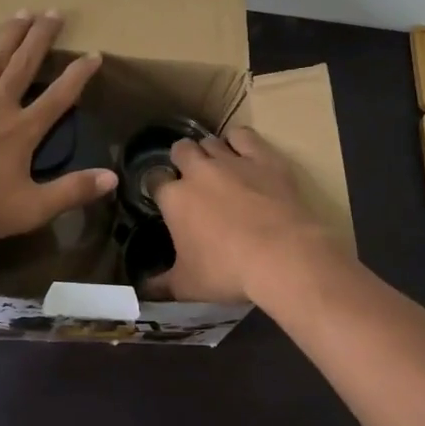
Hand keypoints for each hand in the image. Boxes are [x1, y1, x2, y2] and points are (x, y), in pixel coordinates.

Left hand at [0, 12, 116, 247]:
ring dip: (9, 34)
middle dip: (41, 37)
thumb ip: (71, 191)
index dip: (79, 74)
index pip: (59, 96)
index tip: (94, 54)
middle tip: (54, 12)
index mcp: (22, 130)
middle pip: (24, 64)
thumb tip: (112, 177)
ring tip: (23, 12)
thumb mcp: (29, 210)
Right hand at [151, 126, 333, 303]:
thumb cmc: (228, 272)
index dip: (158, 186)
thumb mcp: (187, 286)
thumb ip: (160, 285)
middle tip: (191, 179)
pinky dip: (239, 141)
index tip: (164, 198)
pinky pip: (243, 135)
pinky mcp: (262, 157)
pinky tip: (243, 151)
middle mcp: (198, 171)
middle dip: (181, 159)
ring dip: (209, 151)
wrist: (282, 256)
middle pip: (181, 149)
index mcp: (175, 198)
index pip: (154, 179)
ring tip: (217, 166)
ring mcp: (231, 160)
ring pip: (210, 141)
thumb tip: (142, 290)